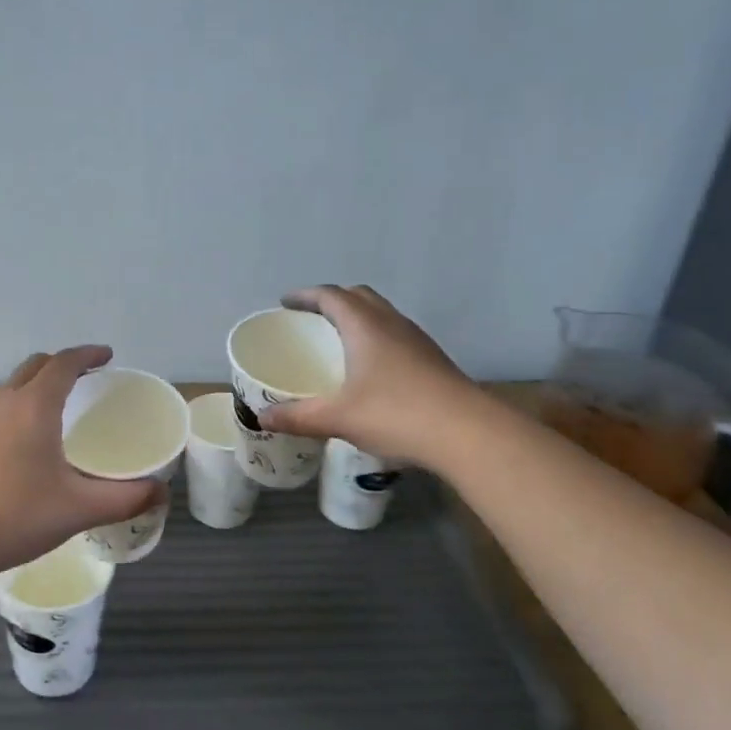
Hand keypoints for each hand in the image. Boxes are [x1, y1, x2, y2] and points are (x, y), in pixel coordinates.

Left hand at [0, 346, 165, 579]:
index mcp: (34, 406)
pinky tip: (31, 437)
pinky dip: (22, 403)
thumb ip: (125, 498)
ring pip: (14, 385)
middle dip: (63, 363)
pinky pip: (1, 406)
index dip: (88, 354)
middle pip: (36, 366)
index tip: (108, 355)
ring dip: (39, 382)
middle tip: (88, 376)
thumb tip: (161, 491)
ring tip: (61, 402)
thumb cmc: (17, 515)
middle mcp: (5, 403)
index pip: (63, 363)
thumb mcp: (79, 508)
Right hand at [257, 285, 485, 466]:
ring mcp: (416, 340)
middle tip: (310, 319)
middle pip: (358, 296)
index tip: (285, 303)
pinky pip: (395, 334)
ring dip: (357, 318)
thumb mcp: (339, 418)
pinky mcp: (432, 359)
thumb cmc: (396, 414)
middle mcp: (391, 323)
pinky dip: (375, 338)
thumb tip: (262, 419)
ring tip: (338, 341)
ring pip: (381, 314)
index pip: (330, 295)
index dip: (305, 296)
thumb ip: (298, 417)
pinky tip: (370, 369)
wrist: (468, 434)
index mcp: (364, 326)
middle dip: (332, 301)